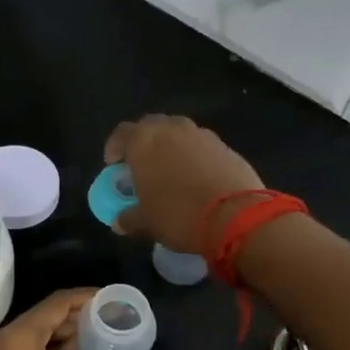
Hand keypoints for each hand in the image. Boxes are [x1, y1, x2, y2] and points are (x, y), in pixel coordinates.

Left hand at [0, 289, 157, 349]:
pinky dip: (51, 347)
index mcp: (21, 335)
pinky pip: (28, 347)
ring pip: (37, 332)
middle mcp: (6, 337)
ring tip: (99, 333)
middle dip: (79, 315)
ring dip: (66, 332)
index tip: (112, 299)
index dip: (87, 297)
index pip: (58, 302)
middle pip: (47, 314)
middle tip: (110, 317)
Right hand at [103, 115, 264, 253]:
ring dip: (171, 147)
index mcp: (144, 141)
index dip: (114, 148)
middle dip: (144, 142)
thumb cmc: (178, 215)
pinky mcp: (226, 146)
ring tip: (171, 171)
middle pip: (151, 126)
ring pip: (179, 133)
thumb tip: (119, 222)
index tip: (114, 165)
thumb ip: (129, 218)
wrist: (236, 216)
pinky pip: (202, 147)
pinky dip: (195, 157)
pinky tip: (197, 178)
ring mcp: (202, 135)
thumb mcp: (147, 223)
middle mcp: (172, 129)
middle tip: (142, 165)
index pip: (121, 134)